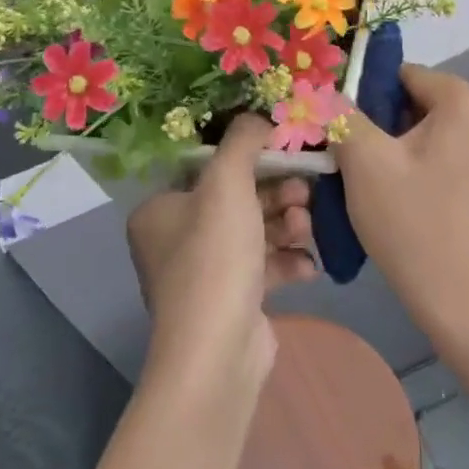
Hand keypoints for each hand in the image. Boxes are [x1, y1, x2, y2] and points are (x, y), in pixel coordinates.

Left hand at [126, 115, 317, 384]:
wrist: (218, 352)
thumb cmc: (215, 256)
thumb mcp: (228, 183)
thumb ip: (244, 140)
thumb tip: (259, 116)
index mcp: (160, 210)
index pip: (208, 170)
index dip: (250, 159)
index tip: (286, 154)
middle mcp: (176, 240)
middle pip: (237, 200)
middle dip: (277, 196)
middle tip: (304, 195)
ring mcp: (205, 274)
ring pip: (256, 232)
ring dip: (287, 227)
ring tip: (306, 231)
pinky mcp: (232, 300)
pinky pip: (264, 267)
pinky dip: (287, 262)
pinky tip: (308, 267)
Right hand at [332, 64, 468, 360]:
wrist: (468, 304)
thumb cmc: (415, 223)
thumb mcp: (365, 162)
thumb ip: (342, 115)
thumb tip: (325, 92)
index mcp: (467, 101)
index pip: (403, 74)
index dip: (364, 94)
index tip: (337, 126)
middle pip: (418, 102)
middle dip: (380, 123)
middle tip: (346, 156)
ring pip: (430, 133)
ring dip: (396, 148)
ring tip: (366, 181)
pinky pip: (447, 157)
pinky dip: (419, 167)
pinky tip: (396, 199)